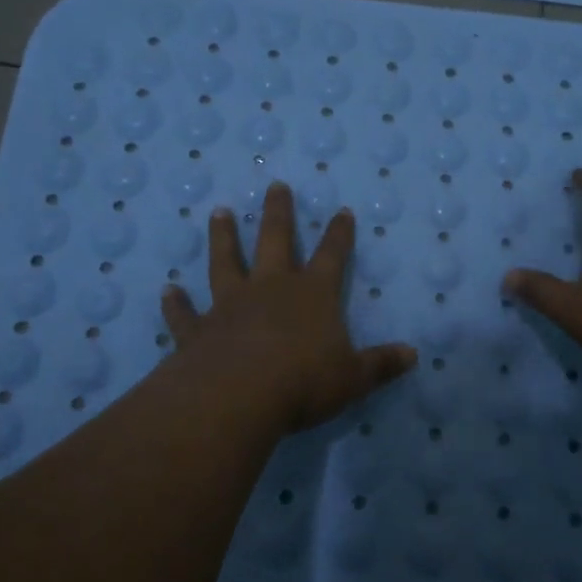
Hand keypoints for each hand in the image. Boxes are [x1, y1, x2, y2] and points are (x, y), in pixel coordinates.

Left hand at [162, 182, 417, 434]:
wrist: (238, 396)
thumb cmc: (304, 382)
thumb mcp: (353, 377)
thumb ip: (381, 364)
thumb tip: (413, 355)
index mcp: (312, 295)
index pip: (331, 256)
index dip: (339, 234)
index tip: (342, 211)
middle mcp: (270, 289)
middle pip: (275, 241)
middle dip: (279, 213)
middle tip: (275, 185)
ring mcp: (230, 305)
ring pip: (226, 262)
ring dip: (223, 237)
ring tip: (220, 213)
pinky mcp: (199, 329)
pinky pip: (185, 313)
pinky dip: (176, 303)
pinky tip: (168, 291)